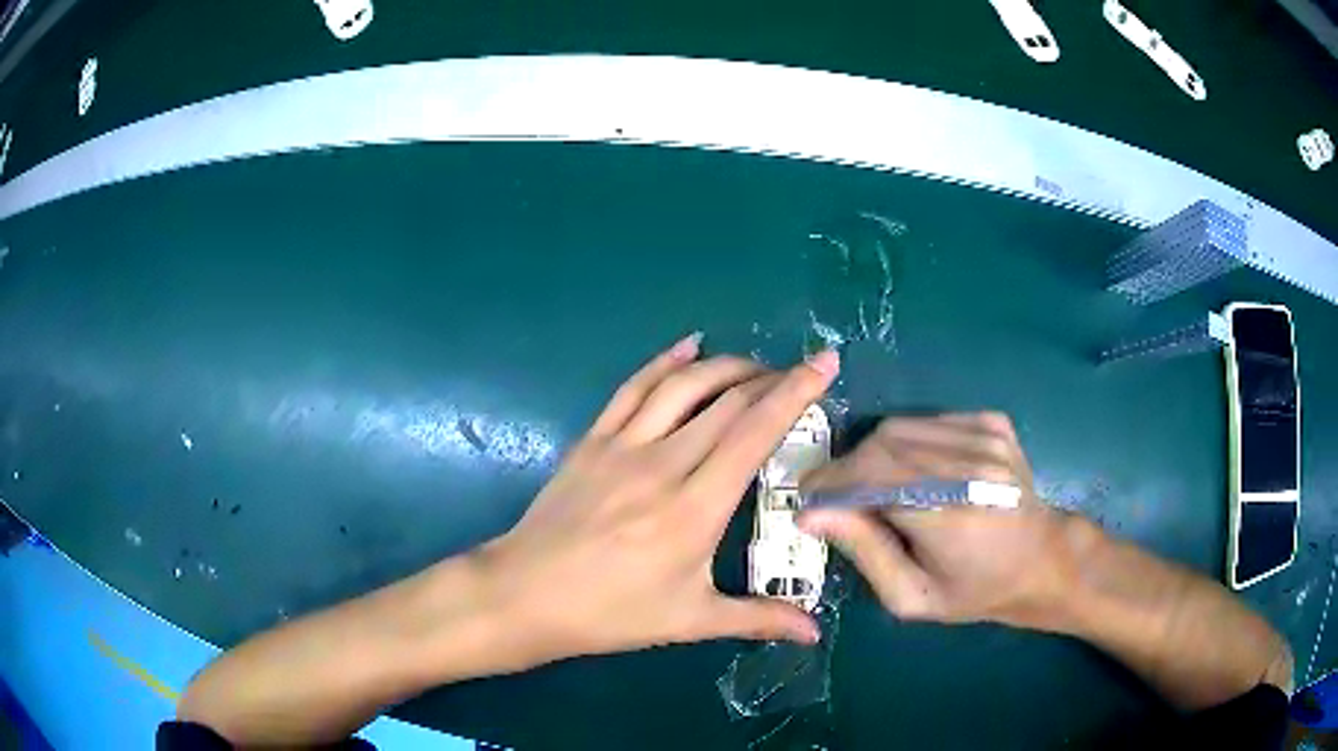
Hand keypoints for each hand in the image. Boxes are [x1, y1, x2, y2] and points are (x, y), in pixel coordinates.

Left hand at [478, 334, 840, 666]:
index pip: (756, 432)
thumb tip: (815, 633)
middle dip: (771, 378)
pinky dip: (665, 362)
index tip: (825, 363)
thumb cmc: (610, 614)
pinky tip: (687, 348)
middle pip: (727, 402)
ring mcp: (622, 446)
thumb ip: (758, 619)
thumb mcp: (689, 621)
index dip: (795, 392)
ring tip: (755, 366)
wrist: (525, 596)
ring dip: (725, 366)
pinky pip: (633, 388)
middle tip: (798, 374)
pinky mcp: (592, 441)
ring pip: (683, 386)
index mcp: (696, 508)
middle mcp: (664, 464)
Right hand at [797, 412, 1081, 631]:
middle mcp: (972, 466)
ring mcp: (987, 437)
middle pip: (884, 445)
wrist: (1041, 559)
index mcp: (953, 517)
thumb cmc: (975, 591)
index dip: (832, 484)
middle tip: (833, 495)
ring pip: (902, 426)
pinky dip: (905, 441)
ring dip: (873, 453)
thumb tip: (811, 514)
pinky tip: (912, 469)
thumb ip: (865, 552)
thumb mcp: (912, 596)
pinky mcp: (993, 422)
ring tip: (869, 484)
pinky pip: (928, 420)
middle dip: (847, 467)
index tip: (806, 498)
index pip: (874, 479)